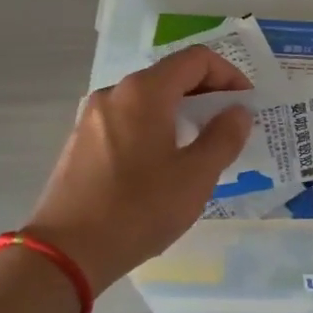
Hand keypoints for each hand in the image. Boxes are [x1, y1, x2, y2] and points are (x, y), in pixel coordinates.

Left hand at [23, 46, 253, 293]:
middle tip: (229, 126)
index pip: (196, 60)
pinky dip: (154, 127)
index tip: (246, 104)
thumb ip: (224, 137)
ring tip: (200, 146)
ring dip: (180, 112)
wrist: (67, 251)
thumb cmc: (139, 209)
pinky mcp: (81, 142)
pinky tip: (163, 163)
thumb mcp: (196, 176)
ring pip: (147, 99)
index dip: (229, 75)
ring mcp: (92, 117)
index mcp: (145, 92)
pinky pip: (127, 120)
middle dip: (206, 94)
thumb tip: (238, 112)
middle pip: (170, 75)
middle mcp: (115, 93)